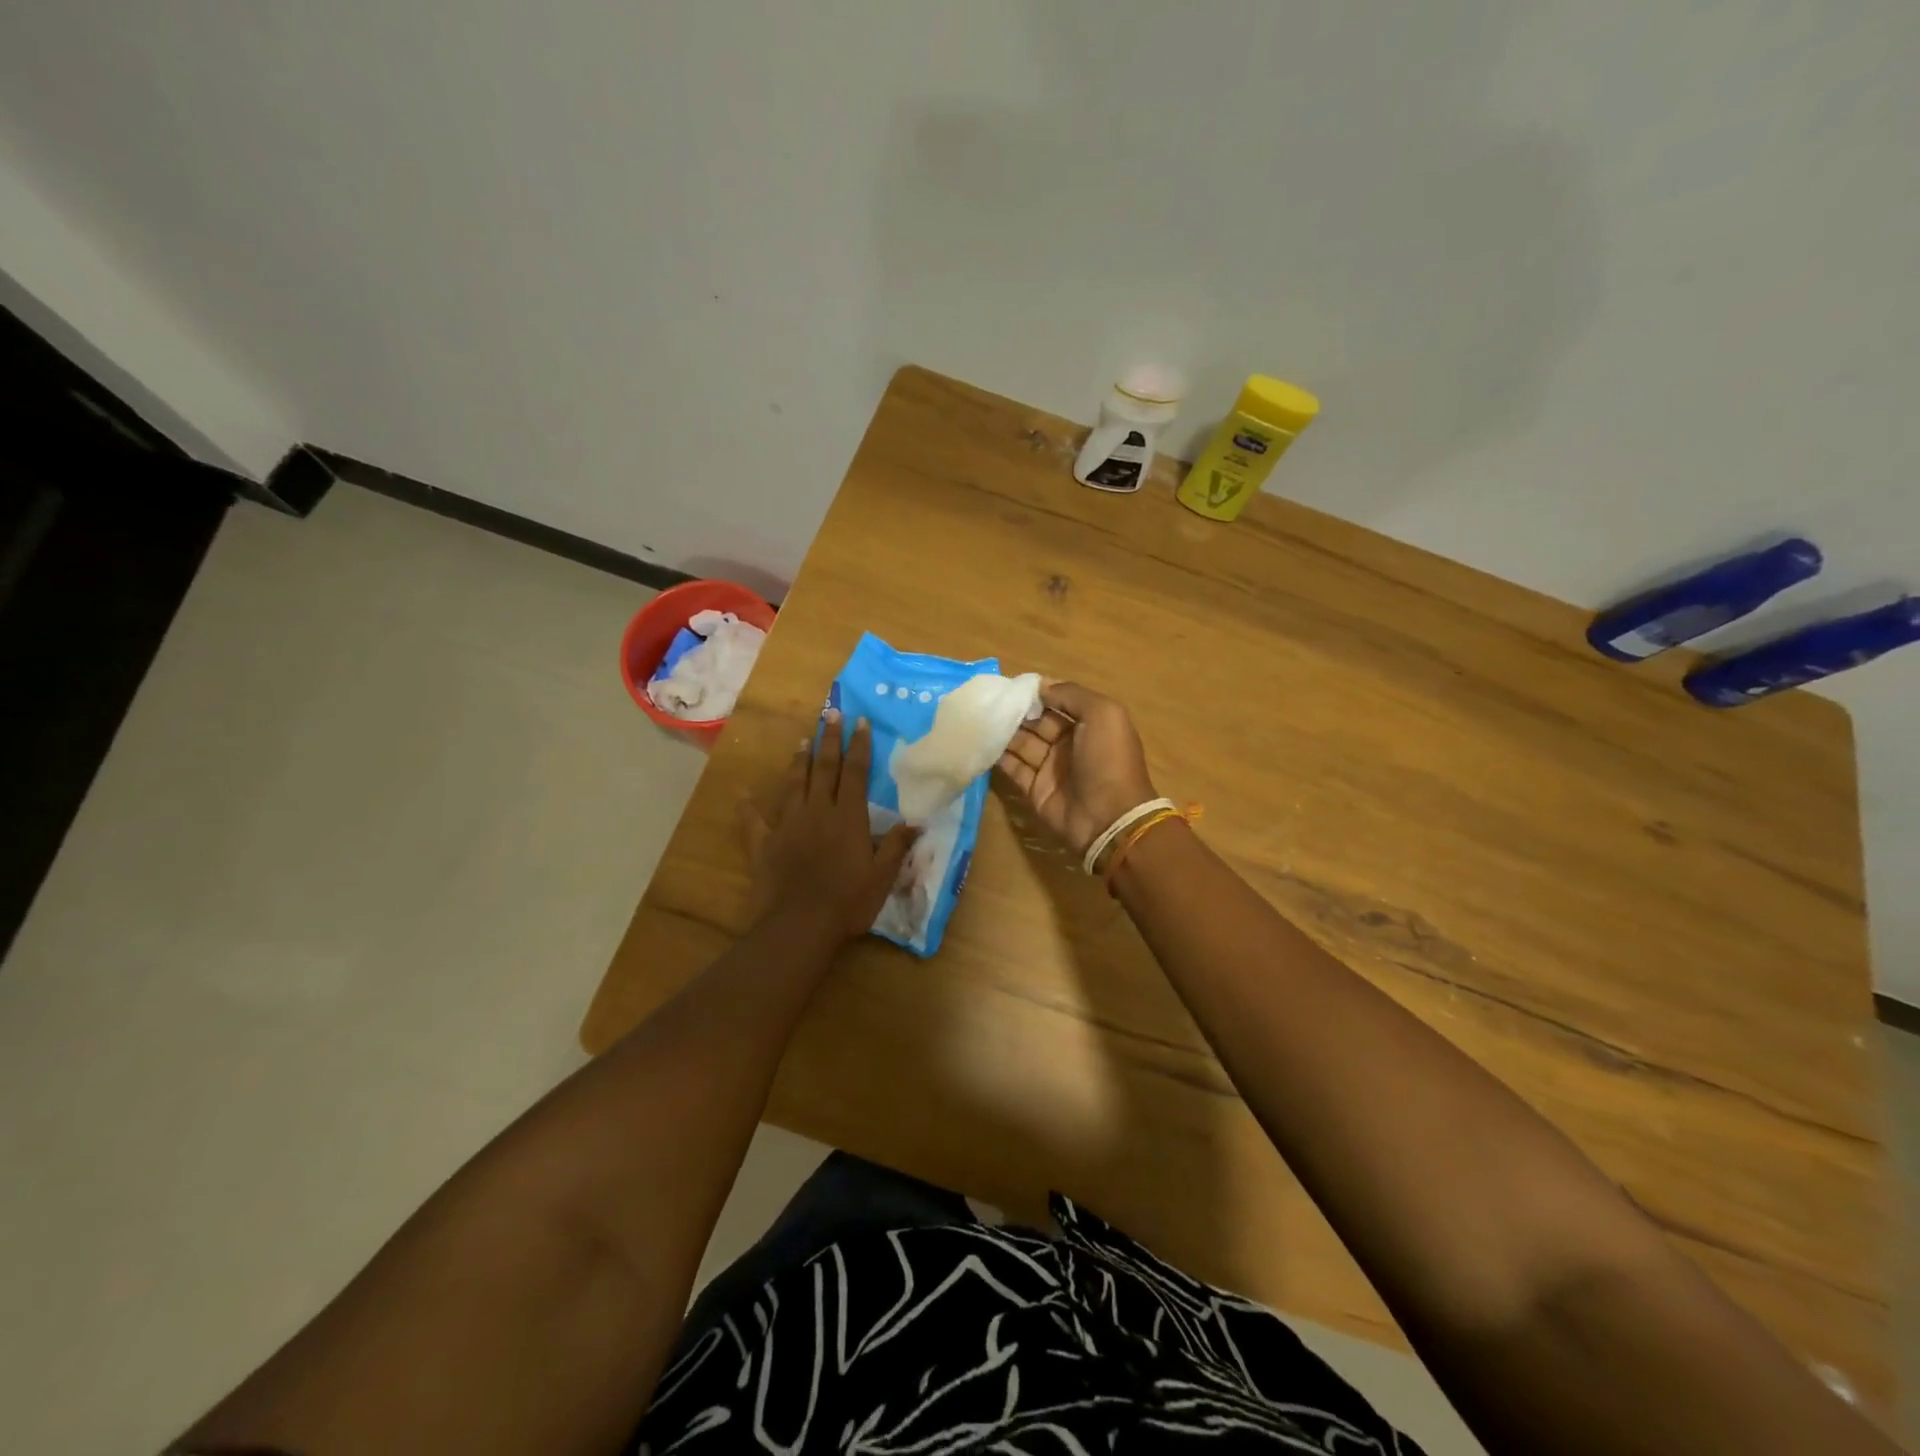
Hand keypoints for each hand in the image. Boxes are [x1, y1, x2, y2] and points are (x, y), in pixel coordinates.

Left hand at [741, 713, 917, 939]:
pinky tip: (744, 794)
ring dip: (799, 761)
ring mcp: (788, 824)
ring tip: (803, 740)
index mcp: (848, 817)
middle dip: (829, 740)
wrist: (800, 924)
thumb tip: (916, 821)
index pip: (856, 773)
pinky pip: (754, 820)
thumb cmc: (848, 901)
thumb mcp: (882, 876)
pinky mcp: (764, 843)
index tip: (861, 722)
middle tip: (830, 714)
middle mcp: (818, 811)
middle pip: (824, 768)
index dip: (859, 746)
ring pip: (794, 784)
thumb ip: (896, 846)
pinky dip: (748, 806)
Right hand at [995, 680, 1157, 858]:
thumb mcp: (1103, 714)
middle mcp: (1068, 744)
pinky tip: (979, 741)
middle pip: (1036, 722)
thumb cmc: (1108, 760)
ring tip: (978, 717)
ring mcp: (1050, 768)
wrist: (1108, 818)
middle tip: (988, 700)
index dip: (1036, 693)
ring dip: (1002, 731)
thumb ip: (1071, 695)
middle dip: (1015, 711)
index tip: (1010, 684)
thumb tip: (1040, 685)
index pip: (1057, 702)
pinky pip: (1012, 768)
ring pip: (1021, 743)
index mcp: (1089, 724)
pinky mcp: (1034, 789)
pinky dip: (997, 756)